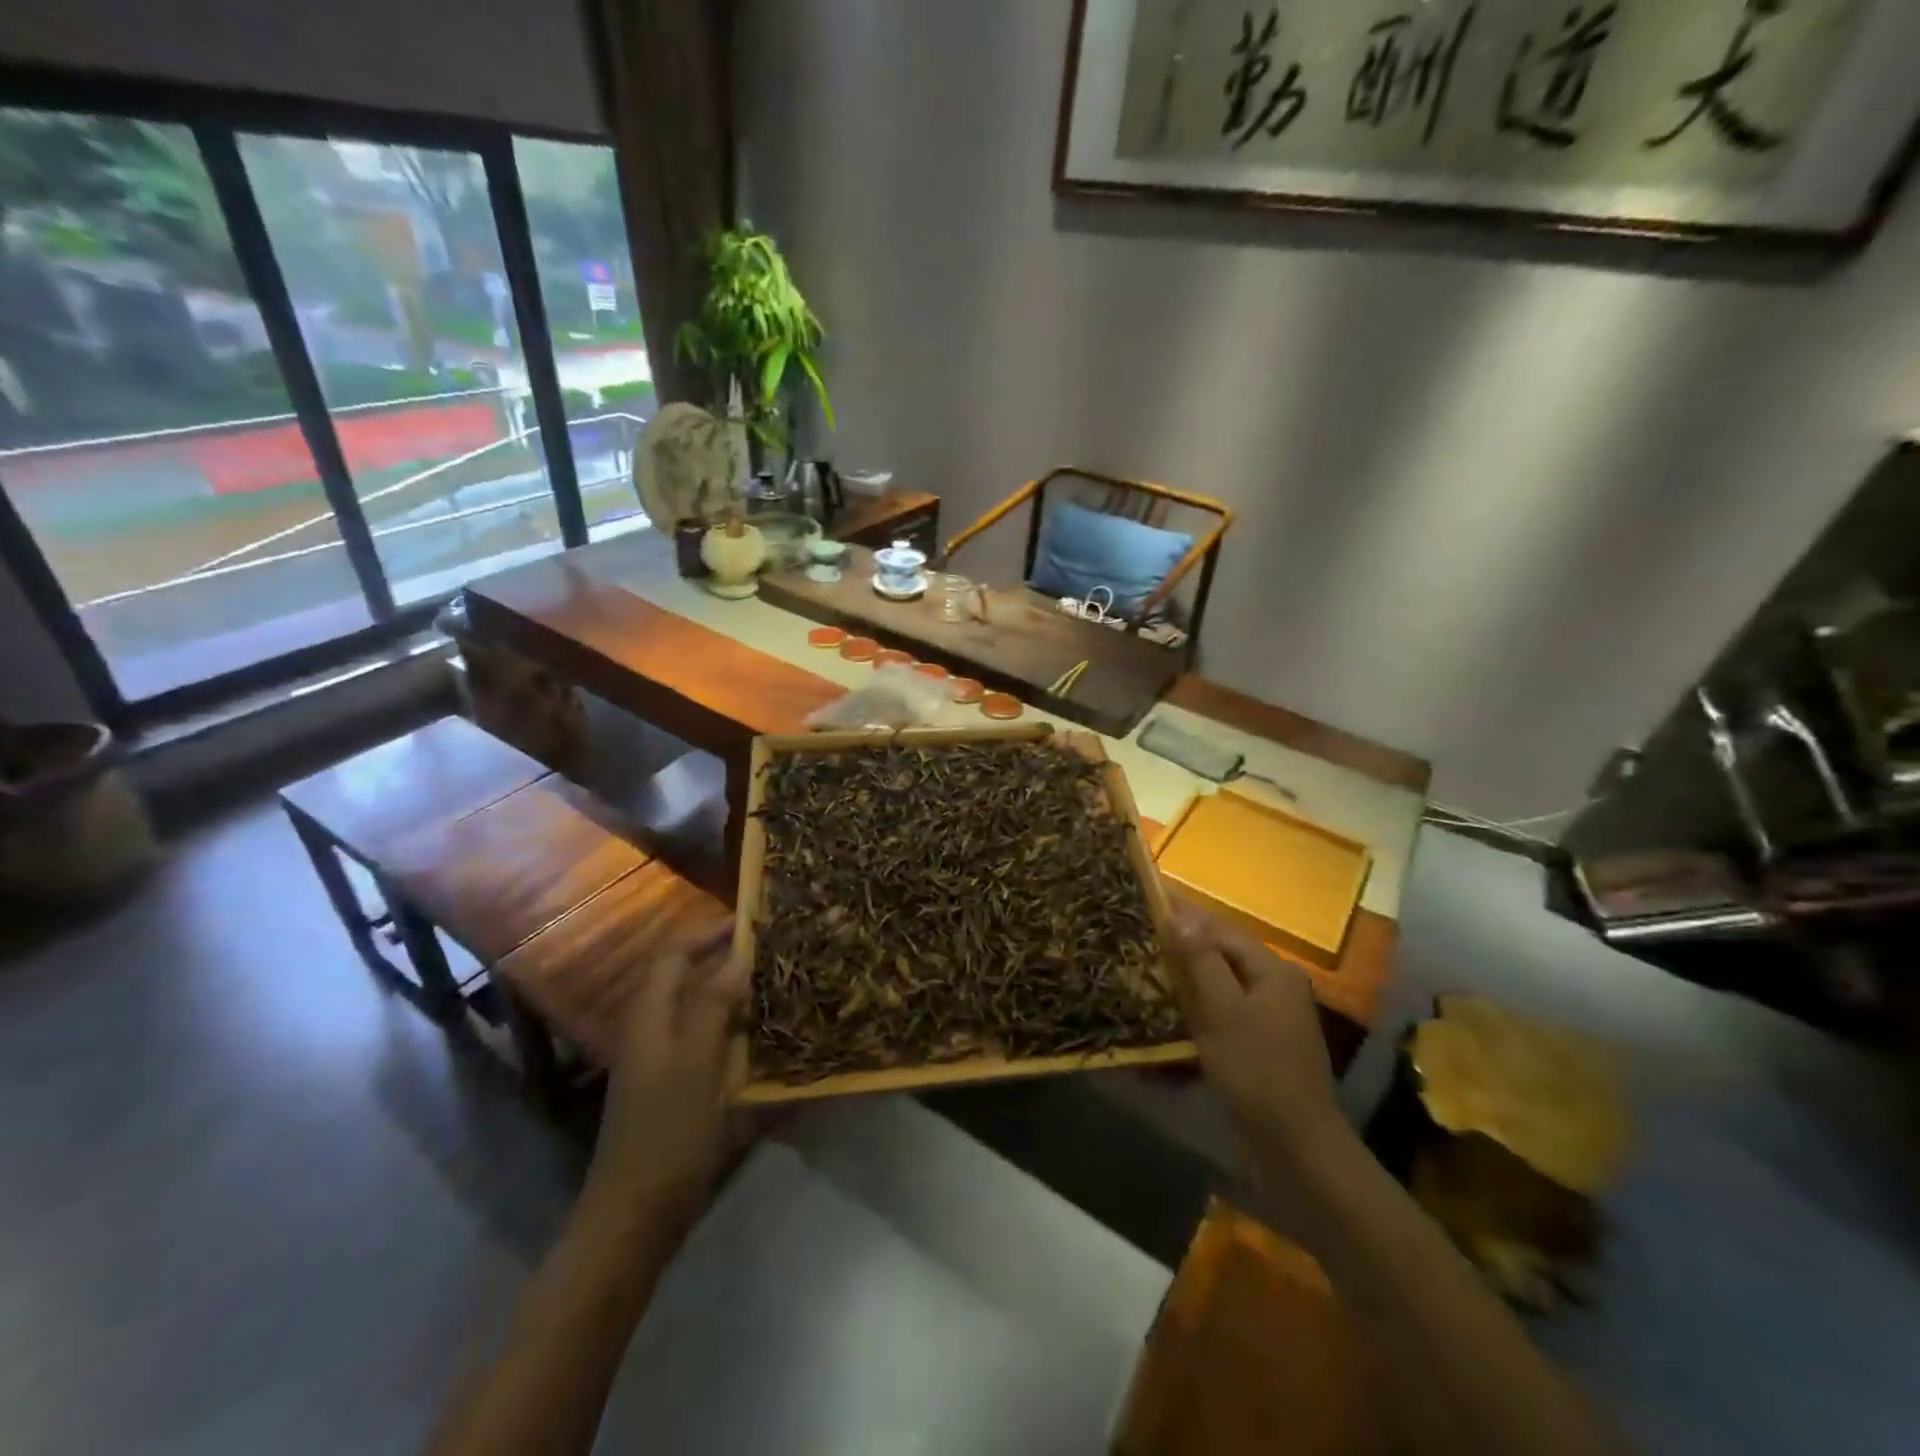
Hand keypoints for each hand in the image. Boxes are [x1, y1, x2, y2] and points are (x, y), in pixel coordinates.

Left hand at [577, 919, 749, 1249]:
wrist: (635, 1218)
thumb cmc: (667, 1133)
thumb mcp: (696, 1063)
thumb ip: (713, 1005)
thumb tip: (738, 957)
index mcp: (651, 1018)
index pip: (675, 955)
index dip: (709, 933)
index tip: (752, 922)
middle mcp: (654, 1032)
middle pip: (688, 980)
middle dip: (727, 962)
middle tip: (774, 955)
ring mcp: (663, 1064)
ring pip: (701, 1013)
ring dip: (735, 997)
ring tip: (778, 990)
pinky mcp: (677, 1092)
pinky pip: (709, 1045)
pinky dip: (735, 1034)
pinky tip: (766, 1043)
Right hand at [1166, 905, 1344, 1163]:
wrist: (1296, 1152)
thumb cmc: (1257, 1073)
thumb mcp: (1223, 1012)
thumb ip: (1200, 961)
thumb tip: (1178, 915)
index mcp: (1272, 971)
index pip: (1220, 929)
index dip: (1183, 914)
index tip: (1145, 900)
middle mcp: (1273, 987)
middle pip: (1219, 955)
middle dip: (1179, 948)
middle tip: (1135, 938)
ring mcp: (1267, 1020)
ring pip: (1216, 987)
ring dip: (1182, 981)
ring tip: (1141, 972)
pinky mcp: (1256, 1047)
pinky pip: (1219, 1016)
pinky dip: (1193, 1013)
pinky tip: (1165, 1017)